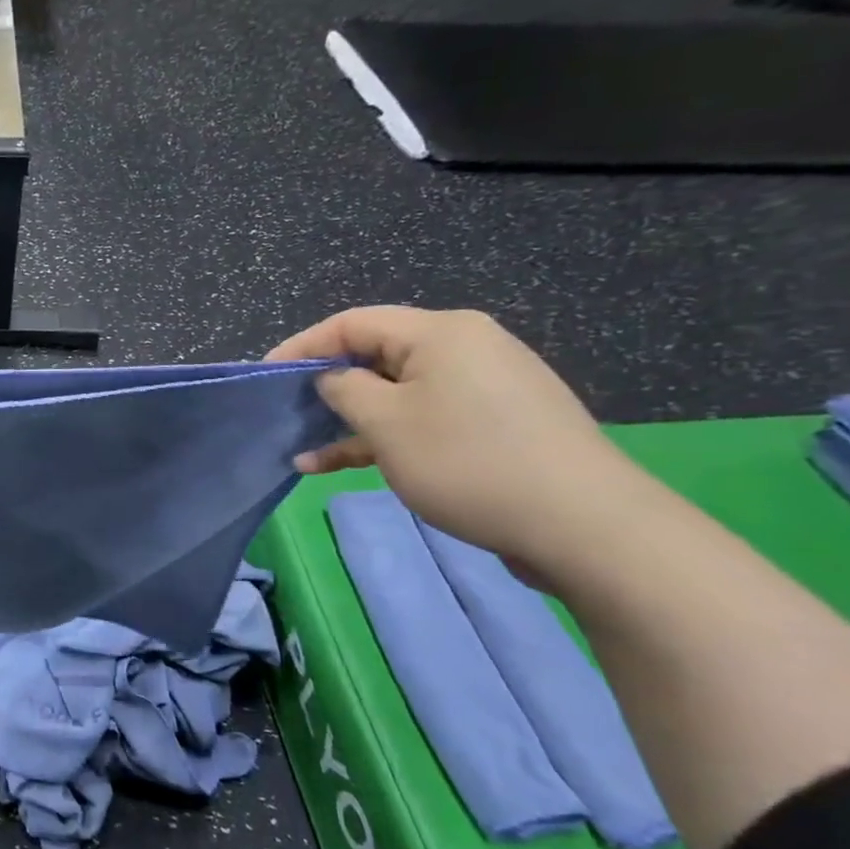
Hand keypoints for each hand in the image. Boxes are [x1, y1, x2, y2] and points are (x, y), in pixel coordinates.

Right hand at [265, 307, 643, 568]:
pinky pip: (425, 417)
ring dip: (350, 420)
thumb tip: (332, 378)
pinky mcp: (496, 423)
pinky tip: (347, 465)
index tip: (264, 376)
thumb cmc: (468, 462)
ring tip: (307, 452)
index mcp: (440, 333)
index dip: (302, 346)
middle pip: (376, 355)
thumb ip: (343, 390)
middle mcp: (466, 347)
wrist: (586, 526)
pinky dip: (386, 437)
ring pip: (397, 393)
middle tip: (287, 414)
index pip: (353, 323)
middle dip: (326, 386)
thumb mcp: (386, 423)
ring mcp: (485, 387)